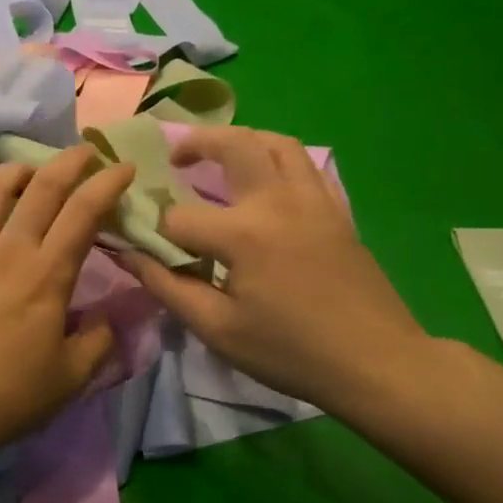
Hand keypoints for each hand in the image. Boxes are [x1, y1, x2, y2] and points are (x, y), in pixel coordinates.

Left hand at [0, 145, 135, 473]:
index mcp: (47, 275)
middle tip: (84, 152)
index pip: (84, 212)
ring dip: (14, 171)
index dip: (108, 183)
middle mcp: (6, 250)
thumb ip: (98, 342)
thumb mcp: (70, 379)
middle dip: (69, 162)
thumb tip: (109, 317)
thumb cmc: (6, 399)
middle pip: (42, 188)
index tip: (123, 166)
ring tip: (27, 169)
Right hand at [125, 127, 427, 416]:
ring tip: (221, 156)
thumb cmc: (290, 351)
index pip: (179, 218)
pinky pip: (307, 165)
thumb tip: (126, 255)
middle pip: (234, 144)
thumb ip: (167, 286)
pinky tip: (269, 182)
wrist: (375, 362)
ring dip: (243, 140)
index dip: (153, 231)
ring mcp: (314, 200)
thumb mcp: (218, 329)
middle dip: (197, 143)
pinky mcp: (337, 210)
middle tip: (176, 159)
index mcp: (243, 233)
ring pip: (278, 142)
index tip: (142, 245)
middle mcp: (278, 200)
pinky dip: (280, 160)